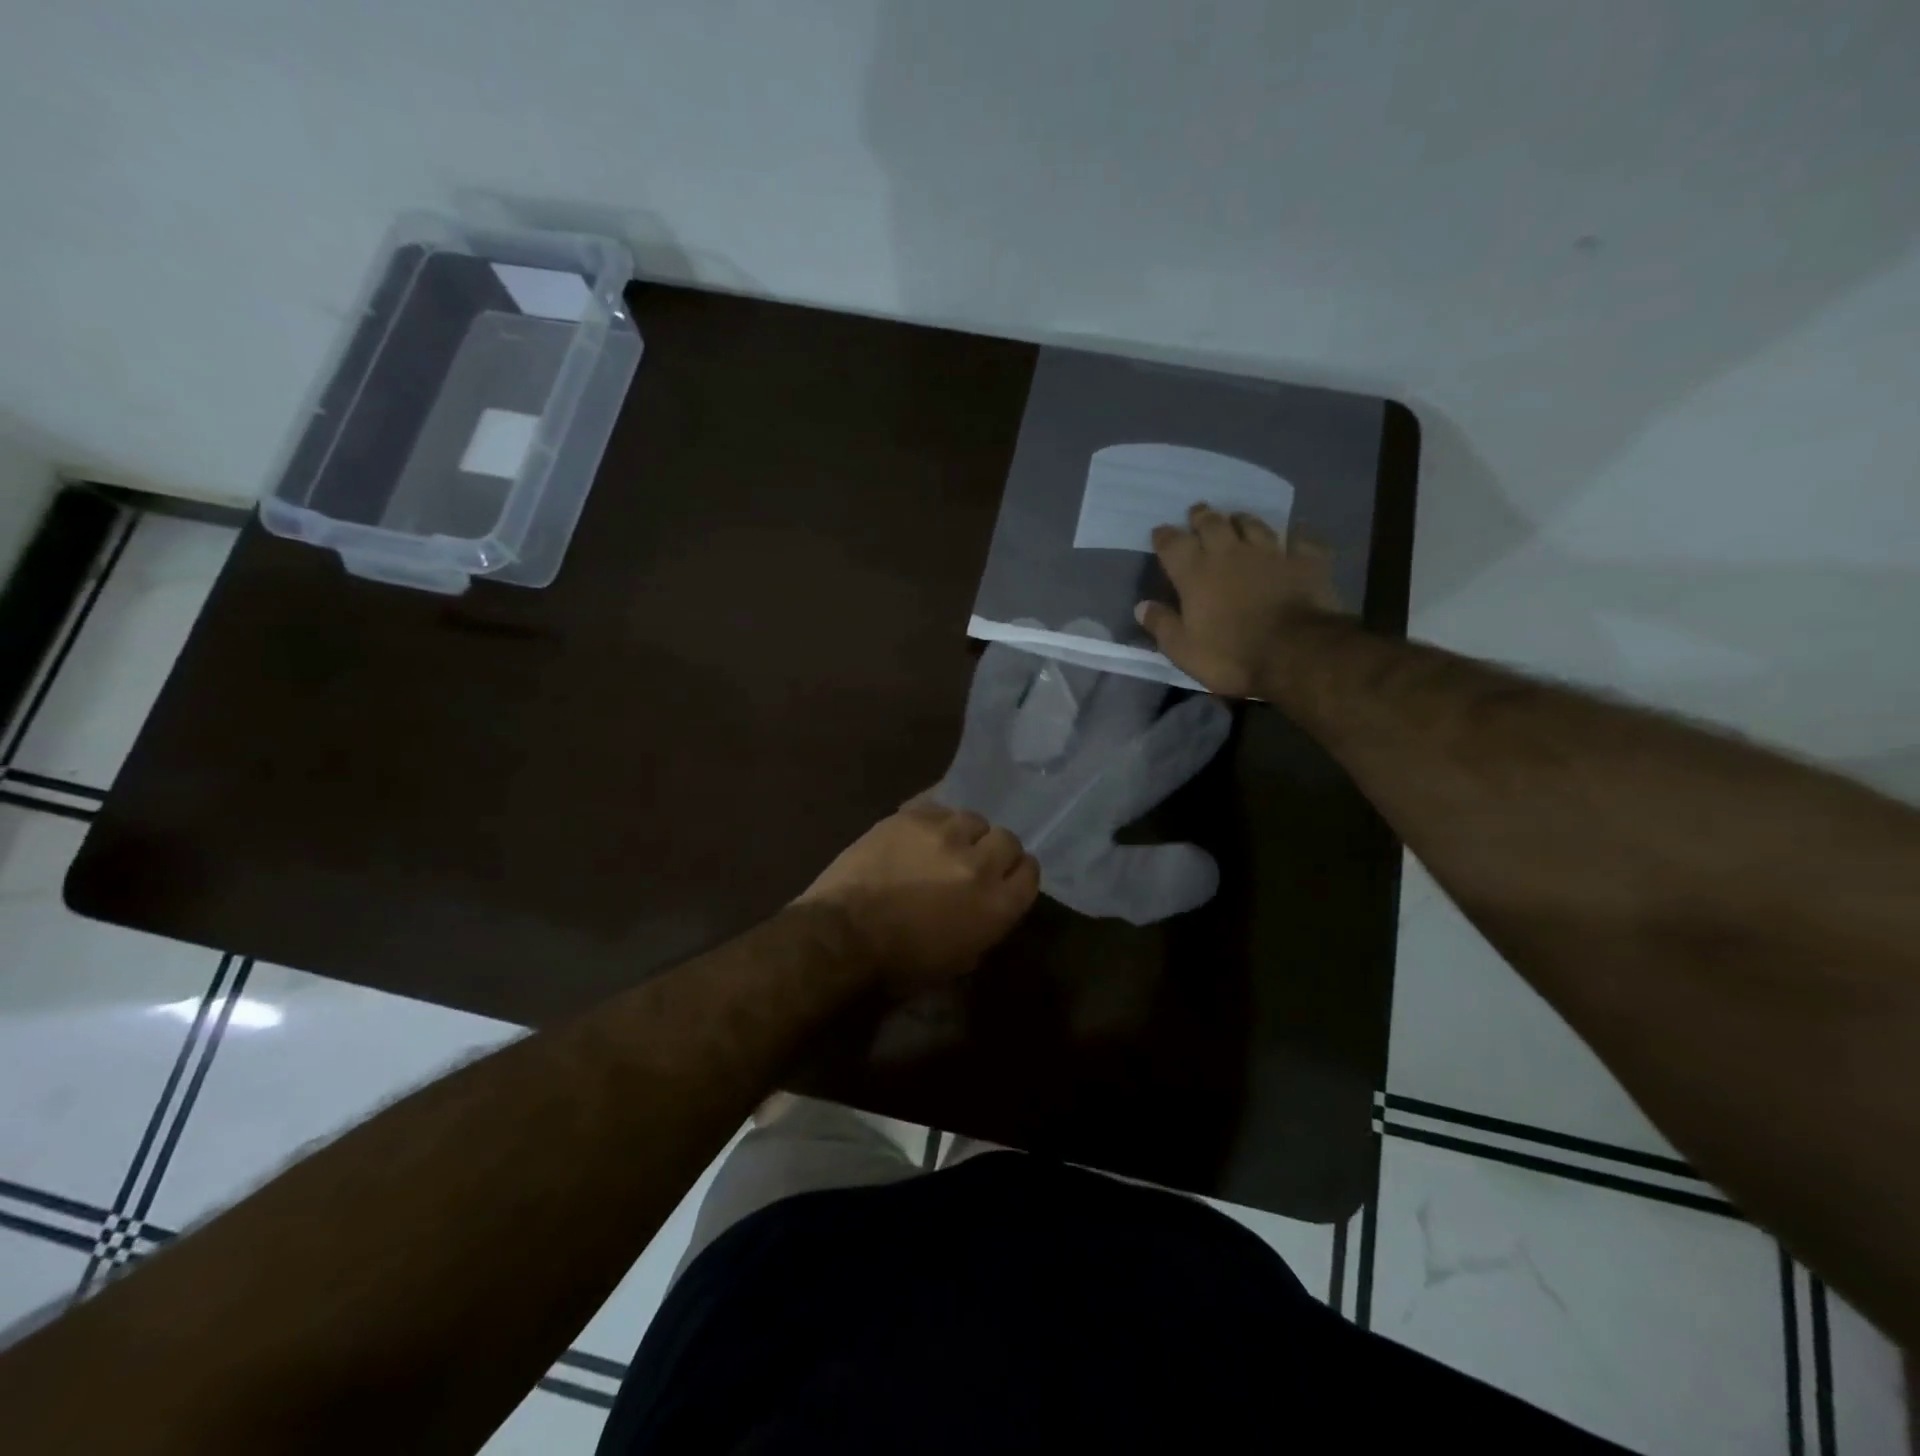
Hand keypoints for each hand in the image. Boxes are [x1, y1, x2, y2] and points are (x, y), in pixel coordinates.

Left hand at [797, 801, 1039, 992]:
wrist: (843, 935)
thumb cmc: (901, 962)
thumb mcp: (960, 959)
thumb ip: (987, 924)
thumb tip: (990, 902)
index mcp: (997, 904)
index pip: (1030, 871)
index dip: (1016, 873)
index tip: (1002, 878)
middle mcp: (979, 862)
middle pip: (1007, 839)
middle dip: (993, 850)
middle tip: (971, 862)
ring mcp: (945, 834)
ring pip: (972, 818)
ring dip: (962, 833)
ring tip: (940, 846)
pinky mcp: (912, 816)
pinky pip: (938, 807)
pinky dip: (932, 821)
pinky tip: (917, 835)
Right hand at [1134, 502, 1349, 697]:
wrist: (1295, 653)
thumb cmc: (1230, 655)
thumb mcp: (1183, 650)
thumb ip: (1162, 625)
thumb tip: (1142, 606)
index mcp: (1196, 573)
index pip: (1173, 544)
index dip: (1164, 536)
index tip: (1160, 532)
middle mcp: (1230, 553)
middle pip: (1212, 524)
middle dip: (1202, 517)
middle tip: (1198, 513)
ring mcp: (1271, 553)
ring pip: (1253, 524)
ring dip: (1242, 519)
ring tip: (1237, 518)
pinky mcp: (1306, 561)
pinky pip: (1302, 538)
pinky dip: (1297, 534)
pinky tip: (1297, 532)